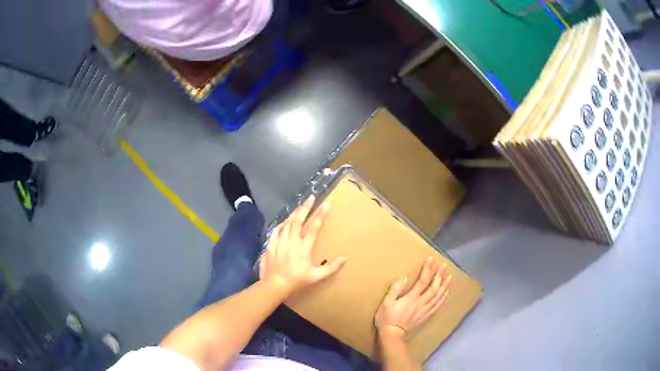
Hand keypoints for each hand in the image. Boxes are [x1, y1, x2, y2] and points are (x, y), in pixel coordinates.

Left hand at [259, 195, 346, 294]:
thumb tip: (345, 258)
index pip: (313, 228)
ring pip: (287, 223)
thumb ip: (331, 268)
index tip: (326, 204)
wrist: (274, 285)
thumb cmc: (297, 281)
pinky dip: (281, 224)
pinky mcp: (271, 245)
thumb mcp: (316, 277)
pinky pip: (276, 231)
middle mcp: (292, 241)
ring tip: (300, 206)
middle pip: (298, 220)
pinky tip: (284, 221)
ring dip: (294, 213)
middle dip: (305, 207)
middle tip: (311, 197)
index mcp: (304, 248)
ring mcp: (280, 242)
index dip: (320, 215)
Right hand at [375, 257, 451, 339]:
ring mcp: (425, 310)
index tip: (431, 259)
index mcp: (412, 298)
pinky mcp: (426, 316)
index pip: (423, 281)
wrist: (393, 335)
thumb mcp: (386, 303)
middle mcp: (421, 302)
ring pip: (438, 296)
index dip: (428, 269)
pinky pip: (438, 305)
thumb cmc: (387, 318)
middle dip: (440, 275)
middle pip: (434, 287)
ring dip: (445, 285)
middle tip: (445, 266)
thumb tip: (404, 278)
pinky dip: (443, 298)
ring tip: (449, 277)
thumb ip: (395, 289)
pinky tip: (446, 293)